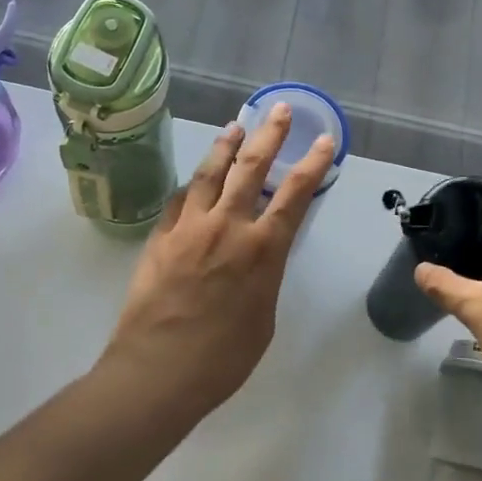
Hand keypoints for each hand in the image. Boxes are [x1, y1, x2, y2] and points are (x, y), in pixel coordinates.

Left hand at [101, 104, 335, 413]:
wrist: (157, 371)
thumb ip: (264, 277)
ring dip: (226, 146)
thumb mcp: (263, 317)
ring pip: (210, 173)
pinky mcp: (160, 237)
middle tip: (278, 110)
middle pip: (251, 168)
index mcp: (262, 250)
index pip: (295, 194)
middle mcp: (227, 227)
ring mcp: (189, 227)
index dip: (313, 163)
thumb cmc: (223, 358)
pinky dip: (193, 182)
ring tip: (235, 125)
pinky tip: (197, 175)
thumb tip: (257, 258)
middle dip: (269, 135)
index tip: (323, 139)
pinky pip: (179, 198)